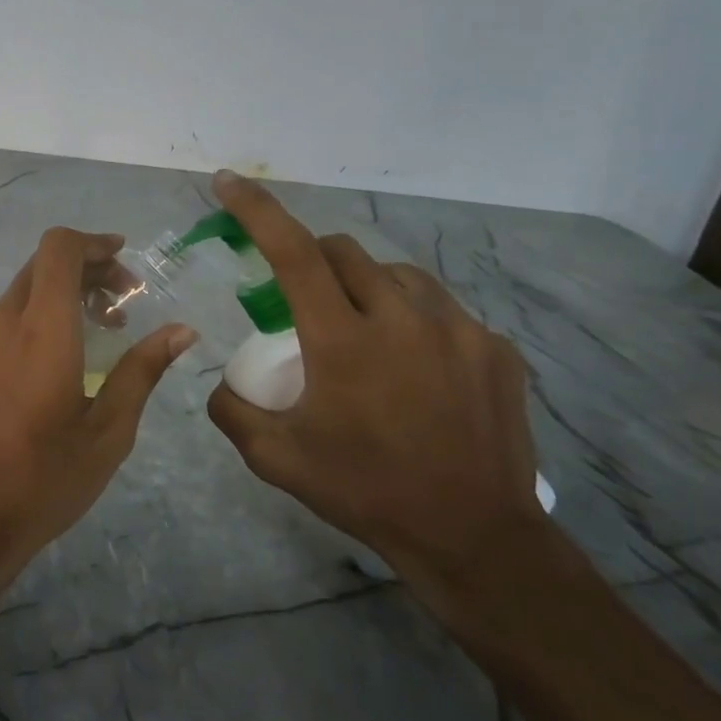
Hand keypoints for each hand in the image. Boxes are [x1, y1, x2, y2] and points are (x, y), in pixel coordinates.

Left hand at [0, 228, 195, 599]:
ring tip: (109, 324)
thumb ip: (143, 370)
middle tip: (128, 298)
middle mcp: (6, 320)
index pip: (58, 250)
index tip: (127, 260)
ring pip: (28, 286)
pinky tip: (75, 347)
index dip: (93, 243)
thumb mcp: (109, 428)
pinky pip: (15, 311)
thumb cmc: (47, 475)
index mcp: (41, 328)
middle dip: (89, 266)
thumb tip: (182, 330)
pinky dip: (48, 308)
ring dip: (68, 288)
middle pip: (45, 263)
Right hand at [204, 172, 546, 601]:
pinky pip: (440, 309)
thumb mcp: (275, 458)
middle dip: (311, 260)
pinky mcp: (497, 349)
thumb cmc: (364, 491)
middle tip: (301, 303)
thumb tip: (222, 380)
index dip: (255, 210)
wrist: (474, 537)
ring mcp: (460, 331)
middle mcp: (403, 319)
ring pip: (395, 274)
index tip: (228, 183)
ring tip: (359, 332)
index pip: (291, 252)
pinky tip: (413, 366)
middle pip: (343, 252)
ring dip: (362, 286)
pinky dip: (411, 319)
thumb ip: (230, 409)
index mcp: (343, 340)